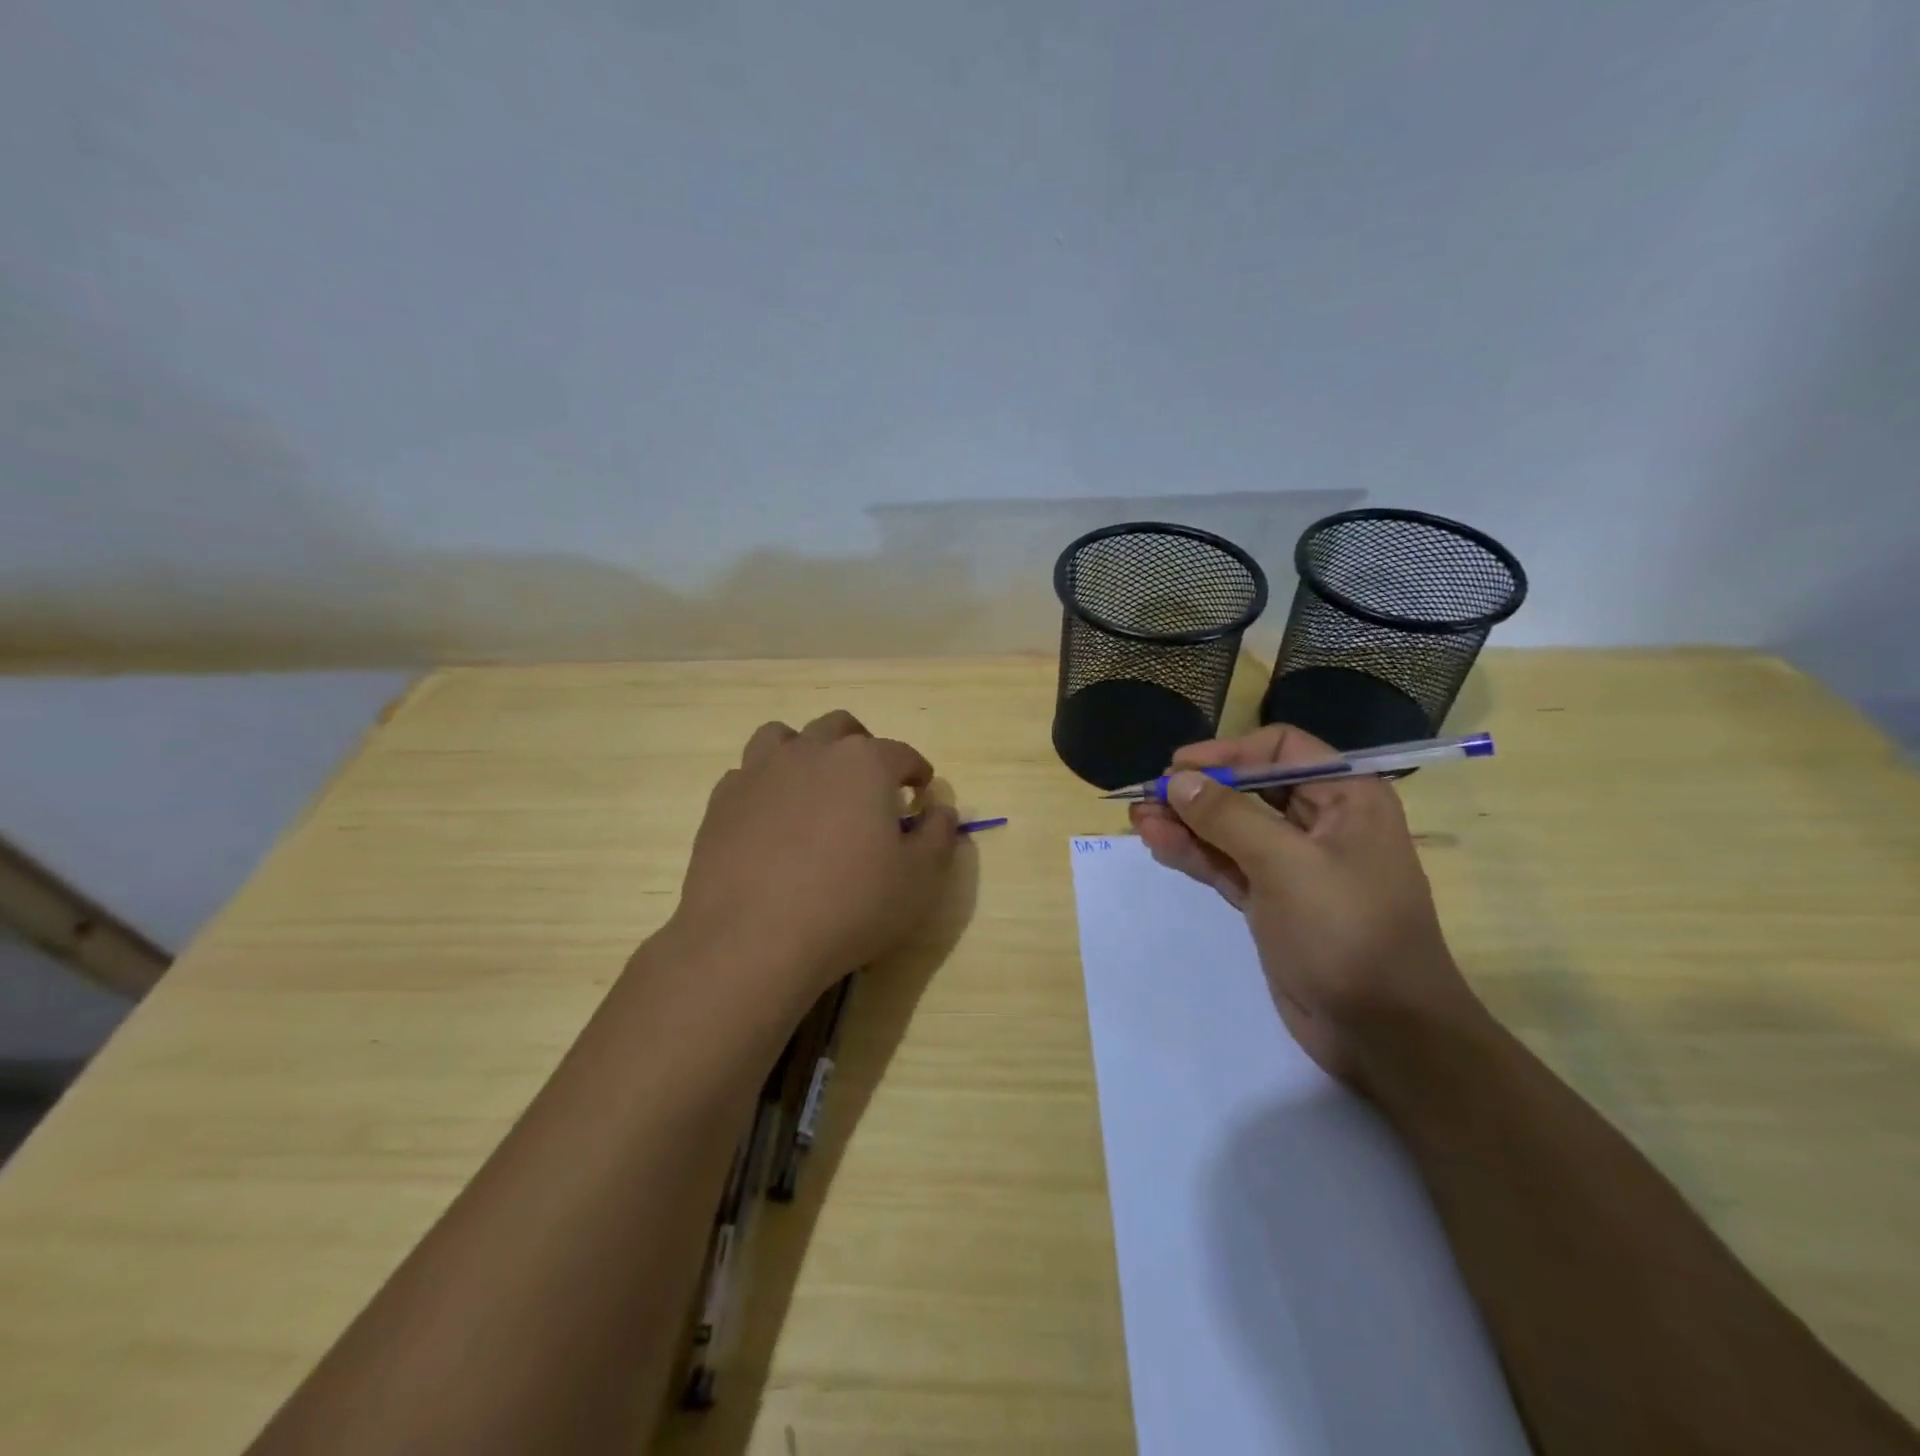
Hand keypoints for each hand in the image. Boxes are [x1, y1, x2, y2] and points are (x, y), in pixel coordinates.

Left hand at [670, 710, 958, 1012]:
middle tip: (871, 782)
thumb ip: (938, 836)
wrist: (751, 939)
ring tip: (814, 785)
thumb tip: (941, 810)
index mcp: (864, 763)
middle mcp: (811, 752)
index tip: (921, 791)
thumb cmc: (849, 906)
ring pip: (785, 737)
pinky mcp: (722, 800)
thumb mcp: (918, 880)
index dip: (916, 771)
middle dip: (863, 747)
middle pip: (841, 727)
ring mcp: (760, 771)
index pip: (901, 753)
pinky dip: (766, 784)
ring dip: (806, 751)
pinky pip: (748, 774)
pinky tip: (771, 817)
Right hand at [1129, 725, 1479, 1087]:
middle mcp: (1322, 823)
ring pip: (1231, 829)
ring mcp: (1295, 865)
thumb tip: (1177, 780)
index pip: (1280, 750)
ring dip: (1186, 822)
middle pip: (1250, 788)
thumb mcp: (1285, 865)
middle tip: (1147, 796)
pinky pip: (1227, 864)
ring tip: (1138, 819)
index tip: (1178, 767)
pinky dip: (1194, 854)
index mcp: (1347, 797)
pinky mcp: (1273, 901)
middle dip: (1198, 790)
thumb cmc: (1346, 932)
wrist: (1383, 1033)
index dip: (1227, 753)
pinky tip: (1158, 844)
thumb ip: (1227, 817)